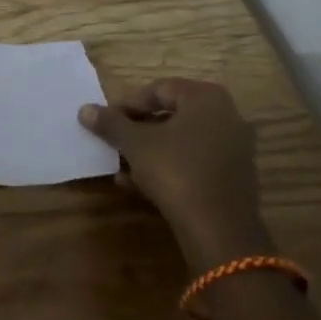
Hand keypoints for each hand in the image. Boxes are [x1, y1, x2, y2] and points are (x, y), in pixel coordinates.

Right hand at [78, 78, 268, 269]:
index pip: (159, 90)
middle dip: (138, 130)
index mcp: (206, 98)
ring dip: (150, 151)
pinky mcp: (235, 178)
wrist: (219, 229)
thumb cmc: (175, 171)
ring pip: (181, 142)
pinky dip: (169, 168)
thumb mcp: (135, 144)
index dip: (128, 104)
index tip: (108, 122)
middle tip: (114, 142)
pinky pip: (195, 163)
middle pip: (171, 116)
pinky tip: (141, 186)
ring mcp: (235, 149)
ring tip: (122, 168)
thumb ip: (111, 123)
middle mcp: (227, 116)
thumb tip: (85, 110)